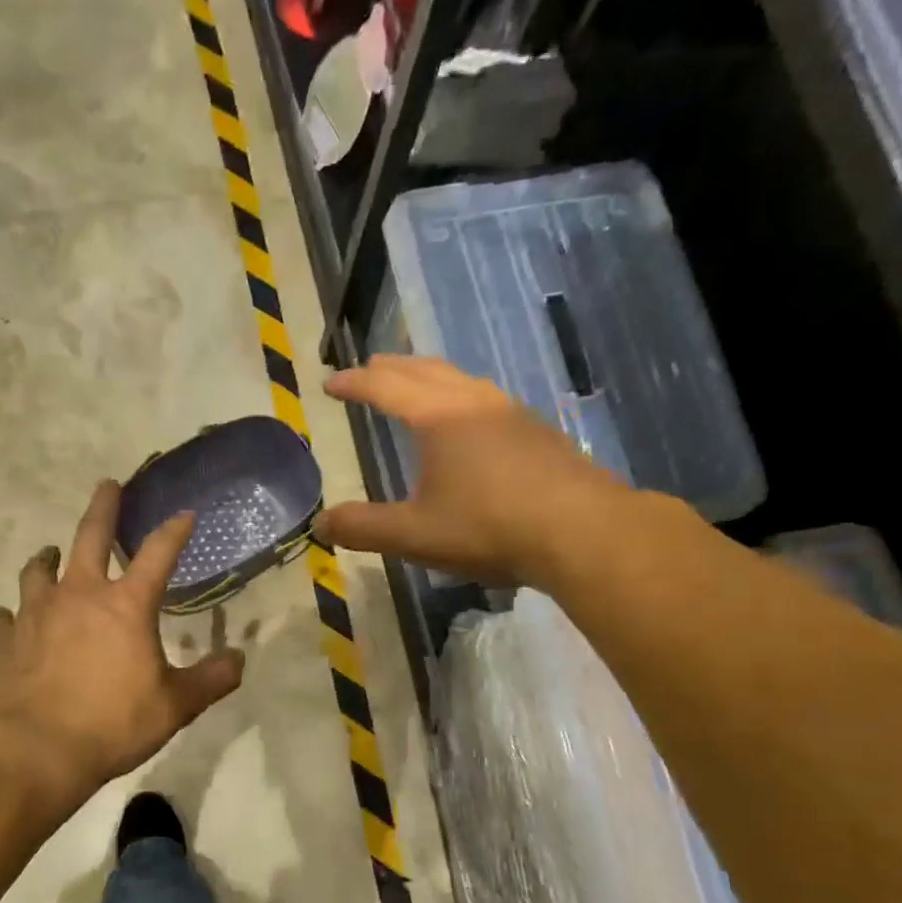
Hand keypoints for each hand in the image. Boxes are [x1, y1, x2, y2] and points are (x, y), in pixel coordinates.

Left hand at [0, 480, 244, 799]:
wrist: (38, 751)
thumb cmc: (113, 723)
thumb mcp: (175, 706)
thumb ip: (211, 680)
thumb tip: (239, 660)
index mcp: (125, 605)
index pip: (158, 553)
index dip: (175, 530)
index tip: (185, 513)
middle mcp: (79, 595)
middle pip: (90, 537)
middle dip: (103, 507)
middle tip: (107, 485)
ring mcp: (36, 614)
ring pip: (38, 570)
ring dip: (47, 558)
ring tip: (51, 554)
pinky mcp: (5, 641)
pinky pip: (5, 617)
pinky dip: (12, 614)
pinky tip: (12, 618)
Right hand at [315, 354, 627, 584]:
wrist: (582, 532)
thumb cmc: (489, 527)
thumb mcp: (414, 534)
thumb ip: (363, 528)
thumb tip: (319, 525)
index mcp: (438, 417)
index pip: (385, 386)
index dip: (353, 382)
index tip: (329, 383)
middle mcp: (474, 402)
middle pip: (425, 370)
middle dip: (391, 368)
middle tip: (368, 369)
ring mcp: (511, 413)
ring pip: (460, 379)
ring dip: (429, 376)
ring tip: (415, 386)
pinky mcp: (537, 432)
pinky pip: (485, 398)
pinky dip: (459, 395)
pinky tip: (468, 422)